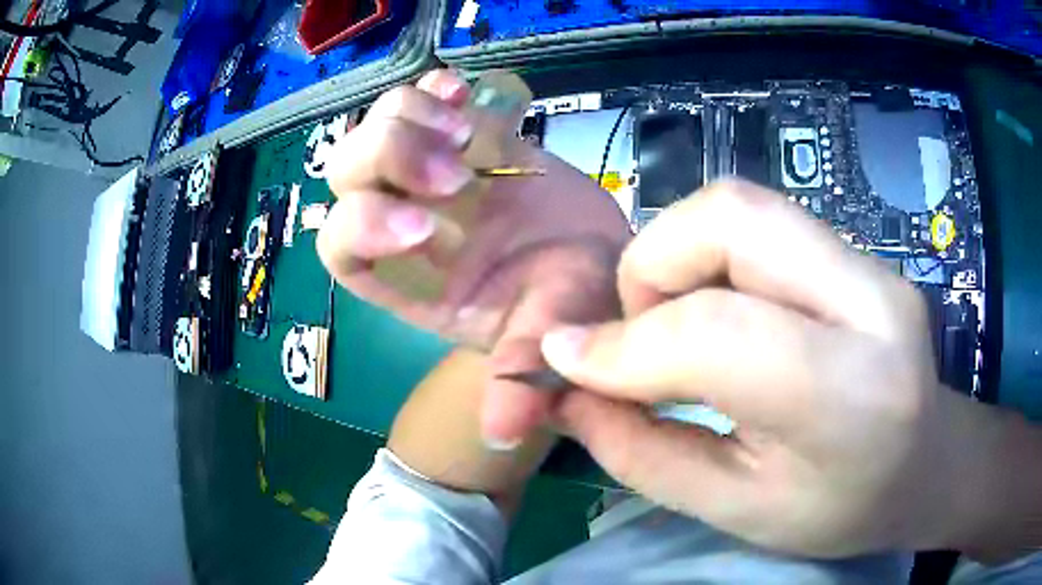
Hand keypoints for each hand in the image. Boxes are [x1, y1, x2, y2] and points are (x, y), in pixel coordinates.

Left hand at [317, 70, 630, 446]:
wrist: (603, 258)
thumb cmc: (573, 301)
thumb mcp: (553, 338)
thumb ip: (523, 379)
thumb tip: (502, 437)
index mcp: (409, 280)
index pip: (341, 248)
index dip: (364, 227)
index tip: (427, 225)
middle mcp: (405, 224)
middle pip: (344, 176)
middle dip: (387, 158)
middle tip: (457, 169)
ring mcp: (430, 173)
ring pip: (372, 130)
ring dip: (409, 117)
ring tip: (467, 131)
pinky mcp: (462, 139)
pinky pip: (422, 100)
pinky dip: (432, 90)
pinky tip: (464, 93)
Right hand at [542, 178, 960, 557]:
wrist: (927, 468)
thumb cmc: (840, 512)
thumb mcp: (736, 510)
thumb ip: (644, 453)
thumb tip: (567, 392)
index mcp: (849, 394)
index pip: (717, 333)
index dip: (623, 343)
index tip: (560, 361)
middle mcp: (870, 301)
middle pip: (731, 216)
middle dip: (653, 265)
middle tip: (640, 334)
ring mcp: (871, 264)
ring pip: (742, 205)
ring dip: (680, 255)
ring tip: (679, 327)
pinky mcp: (860, 254)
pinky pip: (764, 224)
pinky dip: (713, 258)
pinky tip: (723, 314)